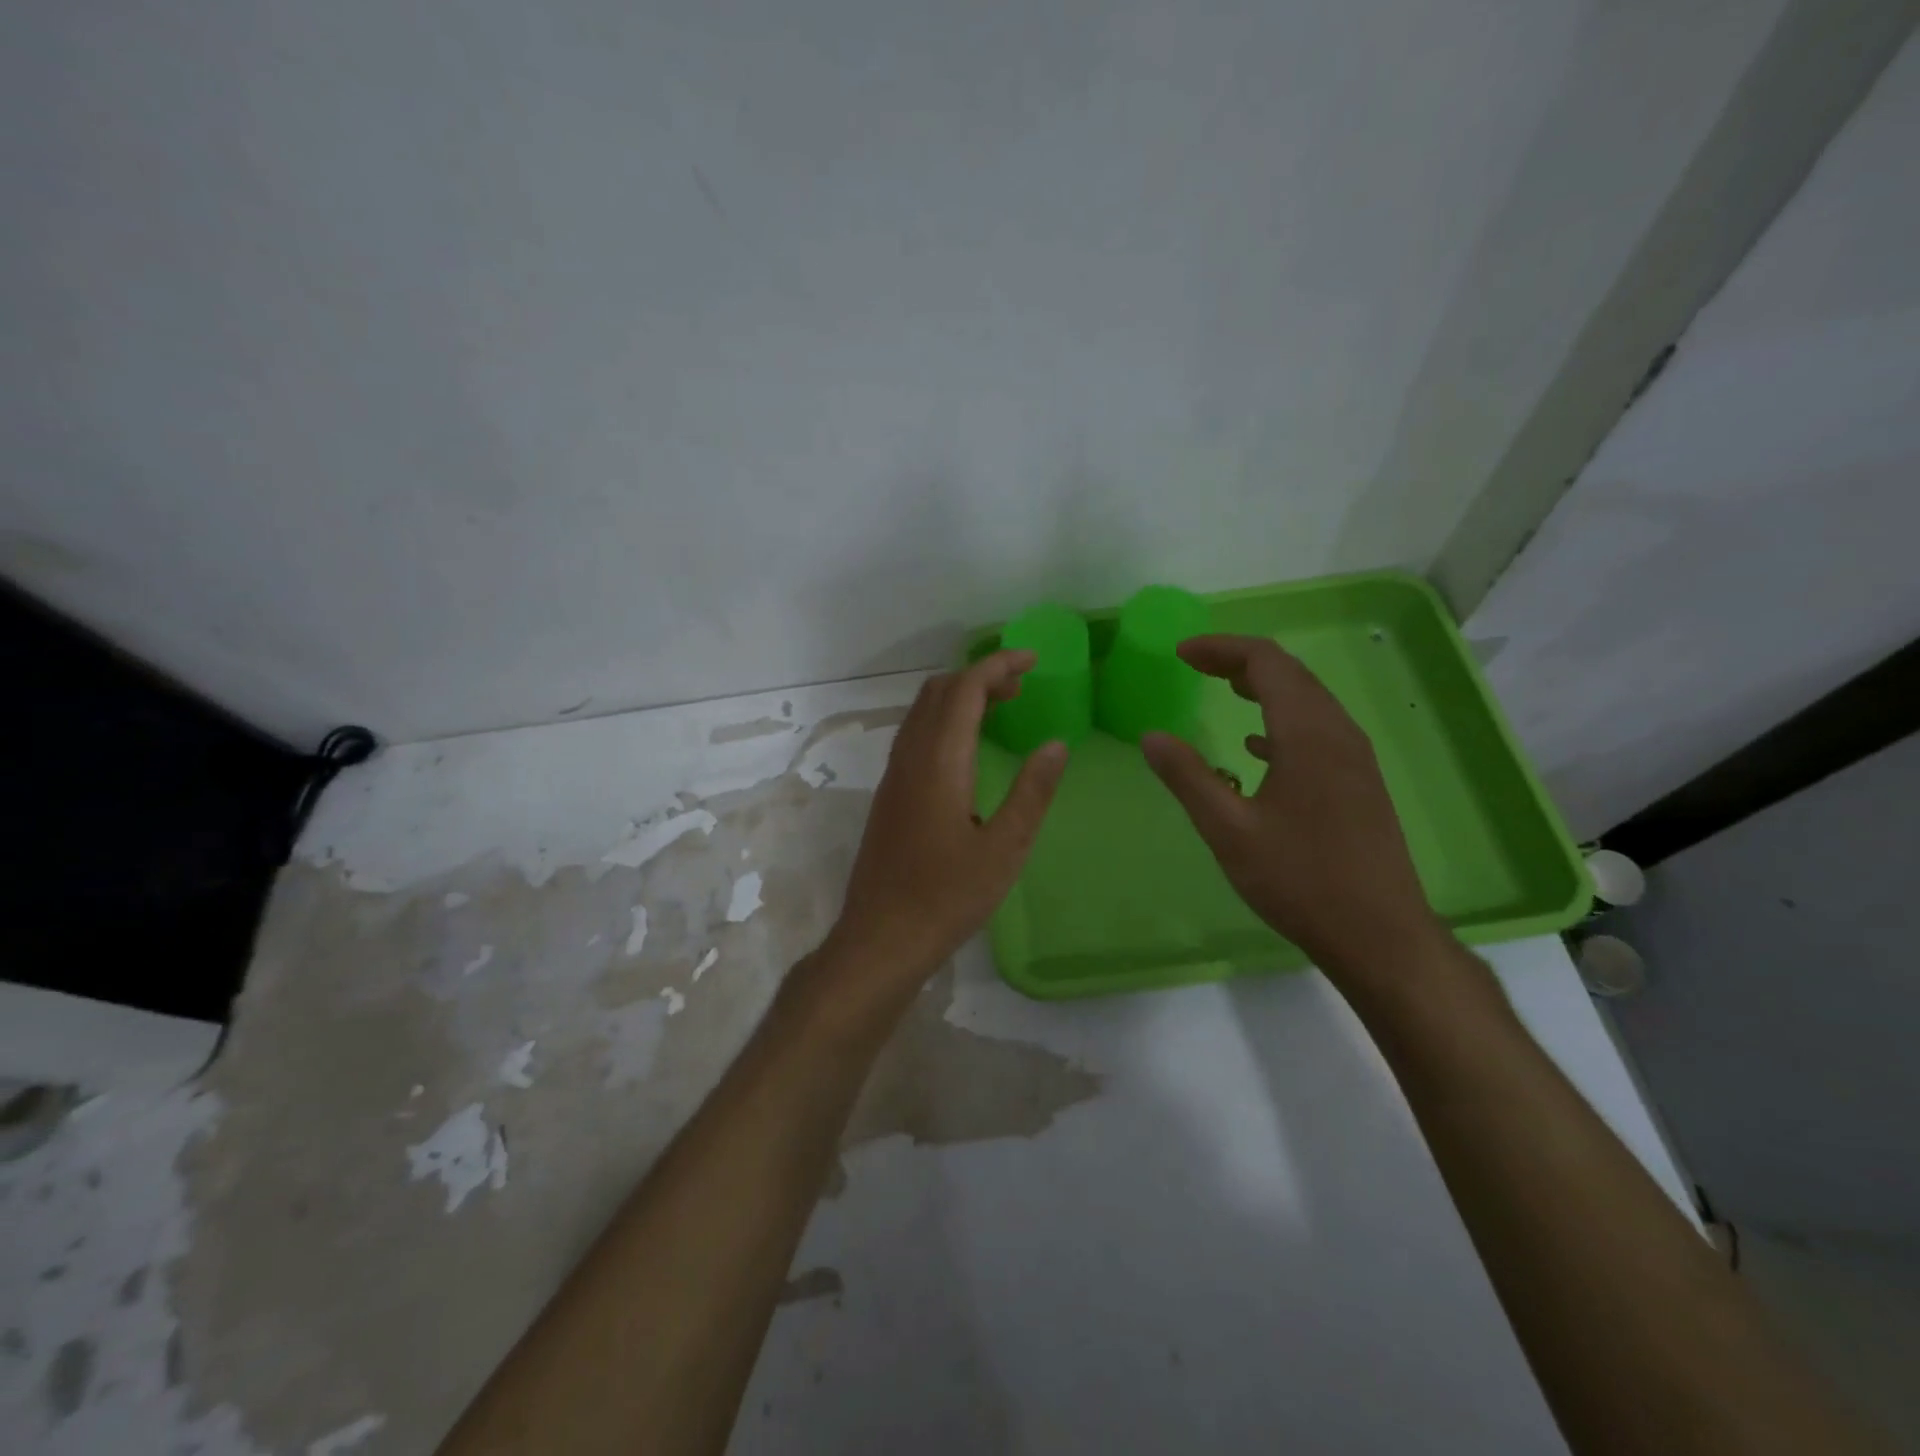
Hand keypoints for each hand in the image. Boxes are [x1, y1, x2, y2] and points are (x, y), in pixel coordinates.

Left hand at [824, 651, 1068, 993]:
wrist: (881, 938)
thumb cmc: (947, 897)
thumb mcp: (1005, 849)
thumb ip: (1032, 793)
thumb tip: (1056, 745)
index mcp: (939, 763)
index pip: (965, 690)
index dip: (998, 666)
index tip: (1033, 660)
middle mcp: (910, 758)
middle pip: (938, 692)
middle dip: (980, 677)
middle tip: (1021, 687)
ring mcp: (893, 776)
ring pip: (922, 712)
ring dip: (959, 697)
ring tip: (1001, 709)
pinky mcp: (889, 795)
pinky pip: (915, 736)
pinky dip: (944, 721)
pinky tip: (967, 750)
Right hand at [1141, 634, 1444, 981]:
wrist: (1379, 934)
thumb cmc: (1299, 879)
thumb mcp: (1229, 830)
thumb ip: (1187, 777)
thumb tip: (1151, 736)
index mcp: (1307, 734)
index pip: (1266, 662)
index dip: (1221, 649)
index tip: (1180, 654)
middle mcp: (1338, 733)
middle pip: (1290, 674)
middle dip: (1240, 661)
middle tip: (1195, 665)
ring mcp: (1355, 759)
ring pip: (1308, 700)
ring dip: (1264, 687)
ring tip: (1224, 689)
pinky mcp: (1360, 783)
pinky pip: (1318, 730)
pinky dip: (1282, 721)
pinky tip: (1257, 748)